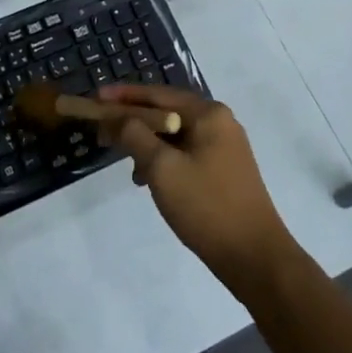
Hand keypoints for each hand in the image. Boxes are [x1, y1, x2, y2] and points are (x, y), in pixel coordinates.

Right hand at [97, 85, 304, 299]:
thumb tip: (118, 117)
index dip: (123, 96)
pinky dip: (165, 159)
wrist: (256, 258)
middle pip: (167, 110)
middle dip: (134, 121)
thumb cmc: (206, 207)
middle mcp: (219, 121)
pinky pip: (187, 152)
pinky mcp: (226, 169)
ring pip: (176, 134)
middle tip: (104, 131)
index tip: (95, 98)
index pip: (157, 93)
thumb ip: (135, 135)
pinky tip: (151, 180)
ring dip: (148, 143)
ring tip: (128, 165)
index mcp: (208, 113)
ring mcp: (225, 145)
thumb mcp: (162, 168)